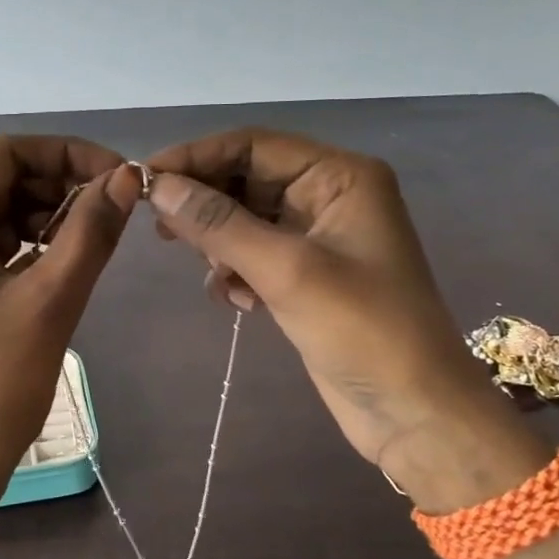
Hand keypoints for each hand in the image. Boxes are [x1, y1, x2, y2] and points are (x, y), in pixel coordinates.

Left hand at [0, 137, 139, 518]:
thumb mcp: (48, 301)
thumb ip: (90, 232)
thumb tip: (128, 177)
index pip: (7, 153)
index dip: (68, 153)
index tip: (121, 177)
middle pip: (6, 181)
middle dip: (64, 186)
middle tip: (119, 211)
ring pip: (8, 217)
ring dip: (56, 218)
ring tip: (101, 240)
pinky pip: (4, 252)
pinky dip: (40, 250)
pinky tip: (73, 265)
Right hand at [144, 127, 547, 511]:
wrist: (413, 413)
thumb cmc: (362, 331)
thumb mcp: (286, 271)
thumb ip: (218, 224)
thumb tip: (158, 186)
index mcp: (340, 176)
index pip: (254, 145)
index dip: (197, 156)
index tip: (144, 177)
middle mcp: (328, 196)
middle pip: (247, 179)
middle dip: (205, 203)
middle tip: (161, 230)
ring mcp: (317, 238)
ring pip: (245, 219)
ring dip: (219, 244)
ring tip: (216, 276)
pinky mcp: (306, 276)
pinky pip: (253, 255)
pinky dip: (236, 272)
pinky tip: (240, 303)